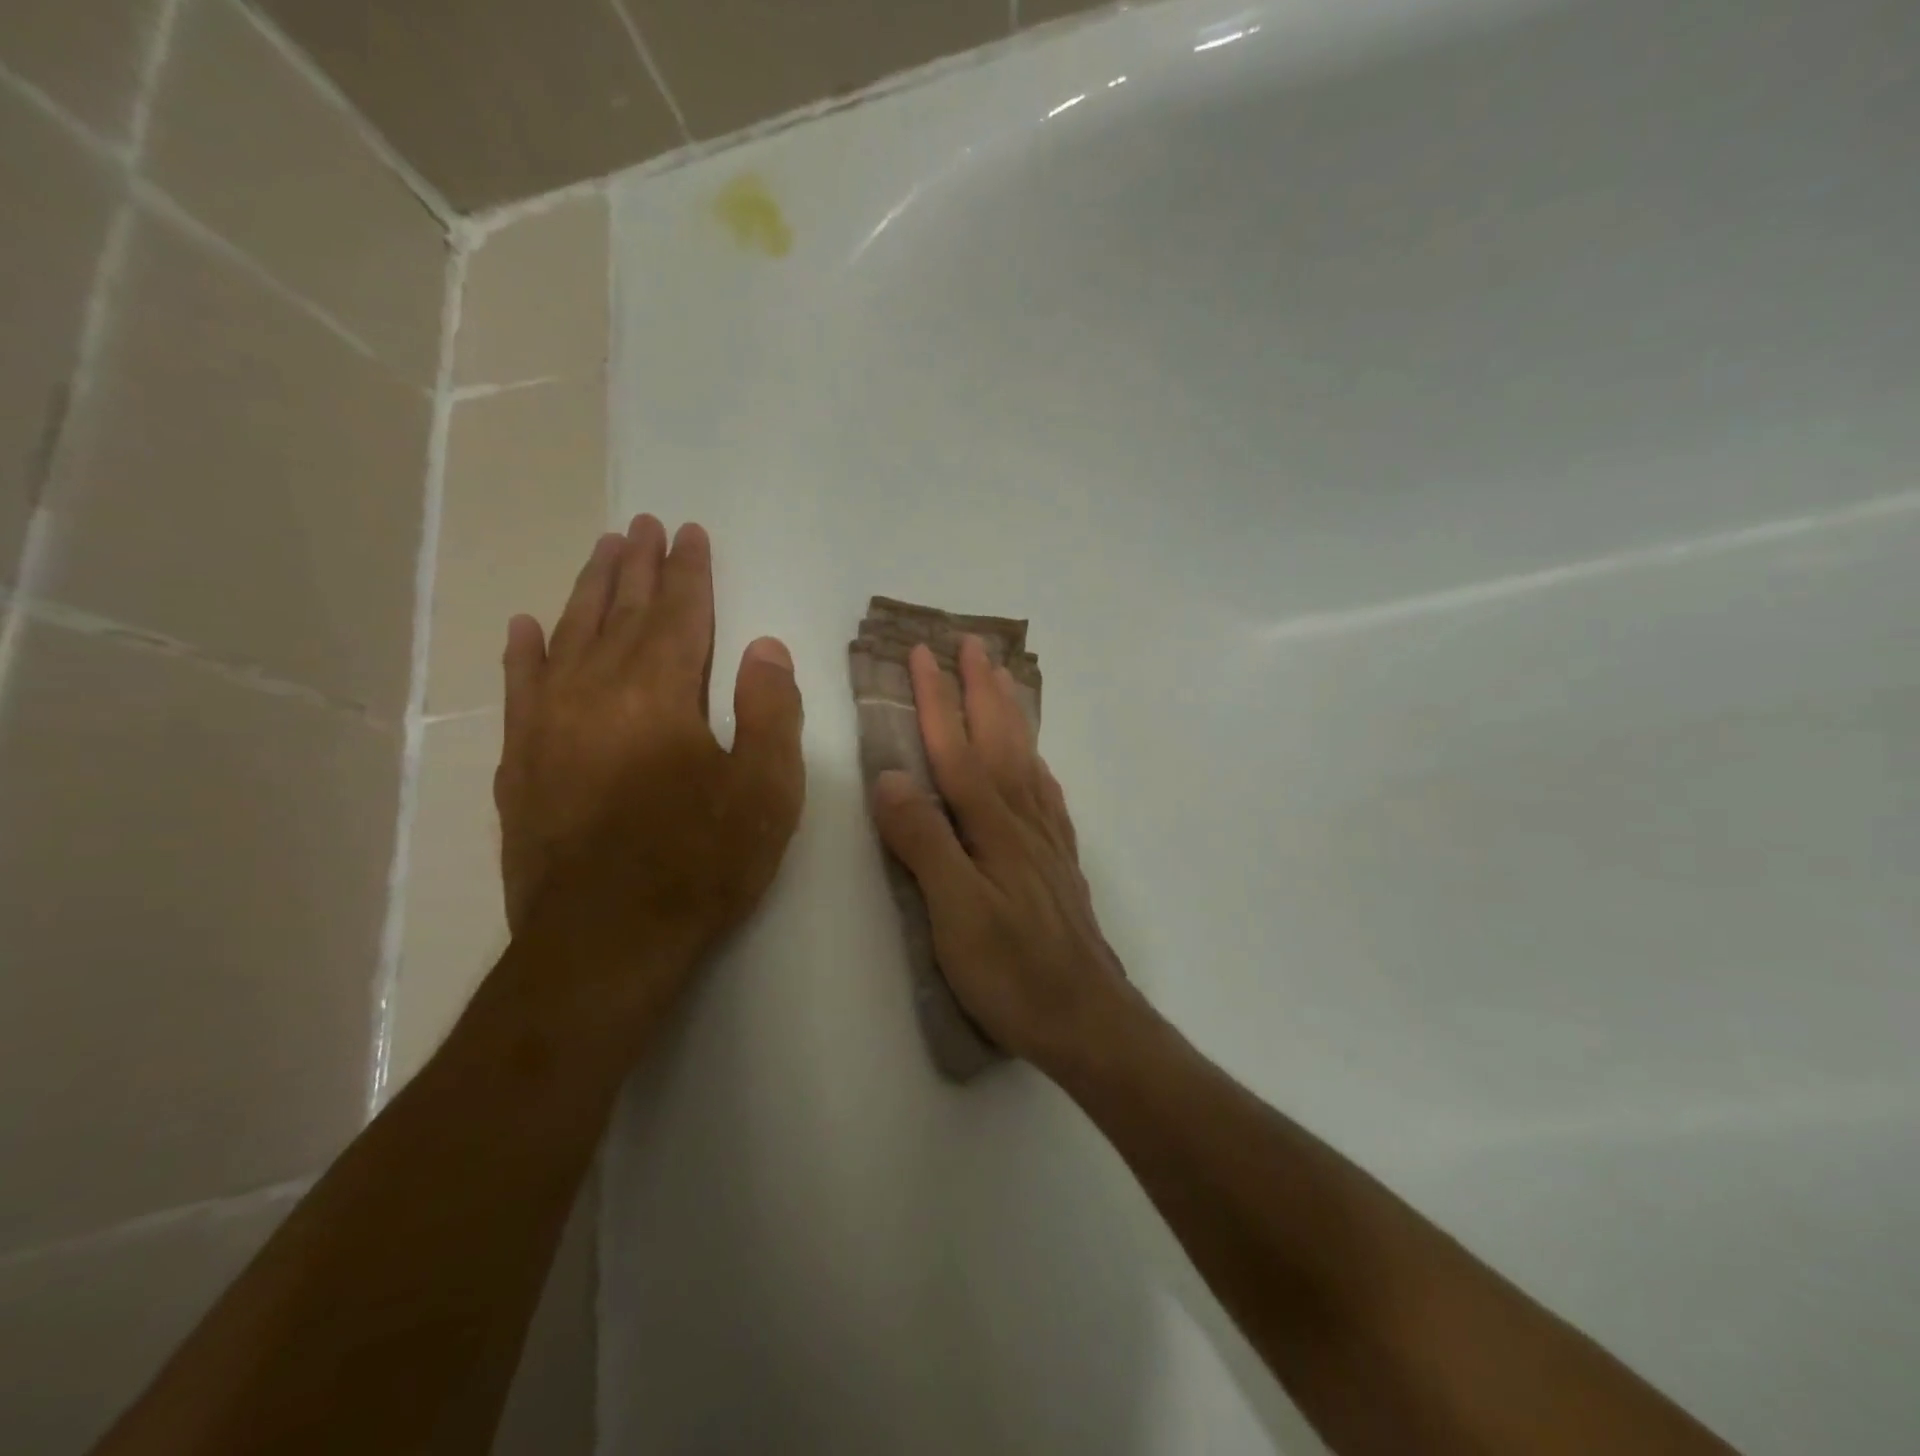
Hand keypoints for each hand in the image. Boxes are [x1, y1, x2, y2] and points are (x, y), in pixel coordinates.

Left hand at [493, 517, 805, 1016]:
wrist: (604, 941)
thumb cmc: (700, 863)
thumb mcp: (766, 790)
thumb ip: (770, 710)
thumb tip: (765, 646)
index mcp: (661, 693)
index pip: (679, 613)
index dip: (688, 572)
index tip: (689, 534)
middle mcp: (597, 691)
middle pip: (620, 612)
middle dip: (636, 566)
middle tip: (642, 524)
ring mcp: (549, 724)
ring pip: (569, 637)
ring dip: (587, 591)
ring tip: (600, 552)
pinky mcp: (521, 763)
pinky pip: (520, 689)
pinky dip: (524, 653)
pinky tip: (525, 626)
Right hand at [869, 637, 1131, 1072]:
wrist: (1088, 1017)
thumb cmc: (1013, 971)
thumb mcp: (954, 912)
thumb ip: (925, 842)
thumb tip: (891, 778)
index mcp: (992, 826)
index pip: (957, 750)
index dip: (937, 700)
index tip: (922, 654)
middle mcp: (1023, 819)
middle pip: (999, 740)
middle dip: (980, 689)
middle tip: (972, 643)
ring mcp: (1046, 839)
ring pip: (1025, 758)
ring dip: (1010, 714)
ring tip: (1002, 680)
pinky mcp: (1059, 862)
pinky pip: (1047, 794)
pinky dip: (1035, 763)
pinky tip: (1034, 761)